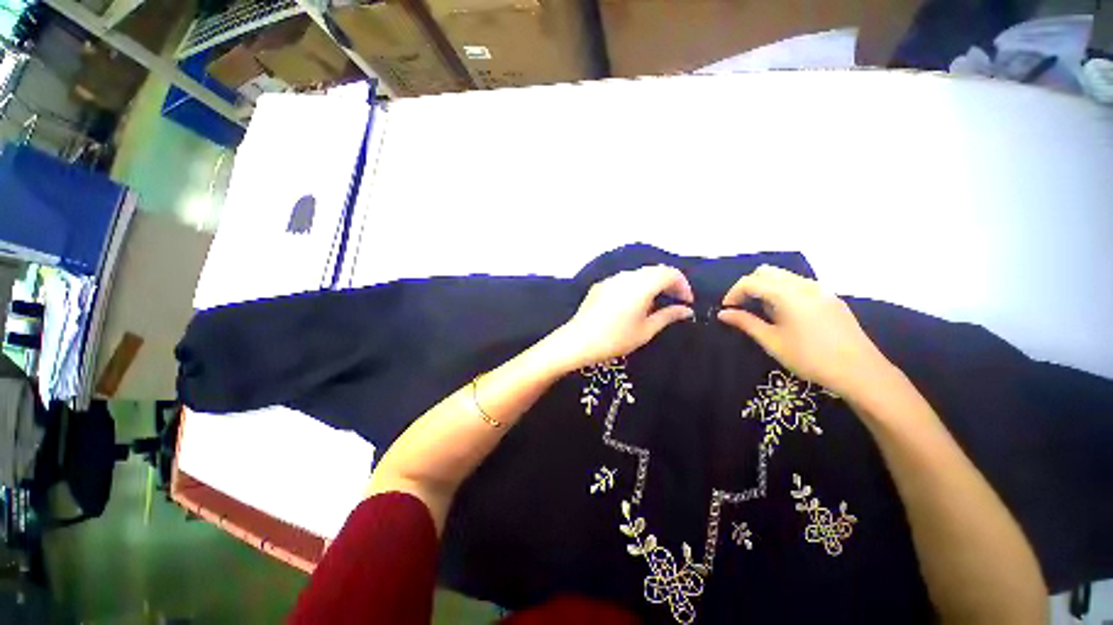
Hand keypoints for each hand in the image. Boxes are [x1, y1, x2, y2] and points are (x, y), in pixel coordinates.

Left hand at [549, 265, 693, 371]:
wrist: (578, 340)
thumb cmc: (616, 338)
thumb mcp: (646, 330)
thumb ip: (668, 316)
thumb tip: (686, 310)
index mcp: (641, 285)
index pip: (670, 273)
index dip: (683, 285)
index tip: (687, 302)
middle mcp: (627, 276)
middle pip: (655, 270)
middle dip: (669, 283)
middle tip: (675, 301)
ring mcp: (611, 279)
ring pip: (639, 274)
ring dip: (652, 284)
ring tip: (654, 304)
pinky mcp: (600, 285)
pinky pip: (624, 280)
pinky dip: (635, 286)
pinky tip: (632, 304)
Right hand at [717, 265, 892, 397]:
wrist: (860, 371)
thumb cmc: (809, 357)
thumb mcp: (772, 341)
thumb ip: (745, 323)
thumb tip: (723, 313)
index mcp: (787, 293)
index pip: (751, 281)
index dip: (733, 293)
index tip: (727, 310)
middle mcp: (804, 284)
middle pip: (767, 272)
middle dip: (749, 286)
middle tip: (742, 307)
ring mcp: (821, 289)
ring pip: (784, 277)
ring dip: (766, 288)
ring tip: (762, 312)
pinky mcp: (831, 298)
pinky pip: (800, 285)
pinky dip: (783, 291)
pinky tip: (786, 314)